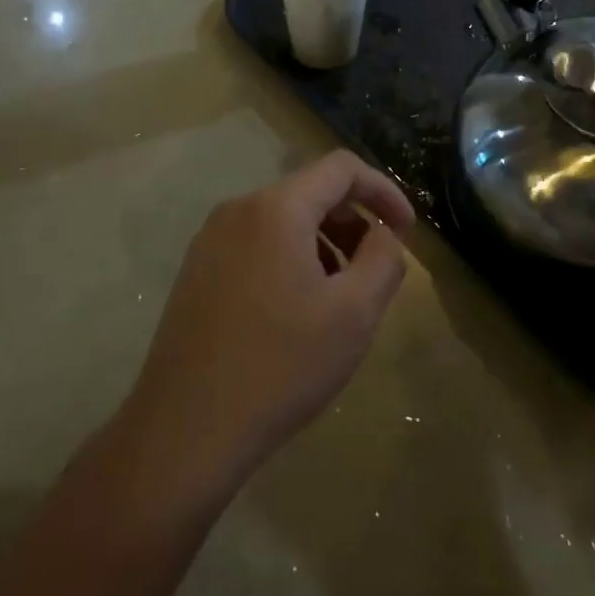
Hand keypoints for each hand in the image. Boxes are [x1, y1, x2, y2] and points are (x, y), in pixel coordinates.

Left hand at [123, 151, 415, 493]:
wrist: (187, 427)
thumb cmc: (281, 365)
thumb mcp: (354, 313)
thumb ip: (383, 259)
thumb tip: (383, 235)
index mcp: (276, 208)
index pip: (341, 168)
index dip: (383, 191)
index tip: (407, 231)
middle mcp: (237, 210)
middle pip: (310, 192)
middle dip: (352, 222)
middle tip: (374, 271)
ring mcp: (210, 240)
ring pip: (282, 221)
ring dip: (322, 244)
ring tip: (338, 298)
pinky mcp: (197, 270)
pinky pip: (256, 245)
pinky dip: (289, 259)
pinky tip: (296, 312)